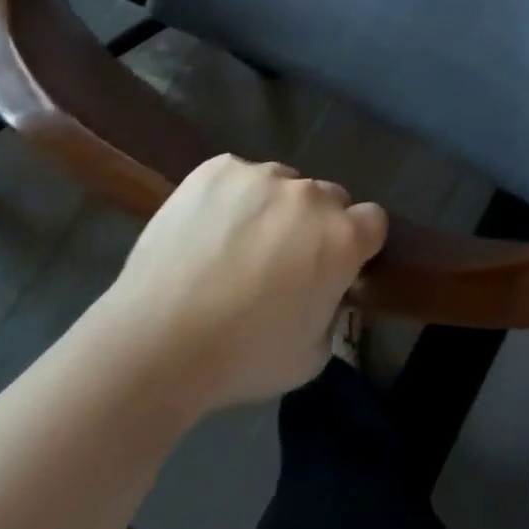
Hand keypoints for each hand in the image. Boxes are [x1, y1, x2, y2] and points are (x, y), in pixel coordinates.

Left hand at [108, 155, 386, 409]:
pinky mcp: (219, 168)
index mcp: (341, 238)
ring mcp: (262, 174)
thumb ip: (331, 310)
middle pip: (329, 198)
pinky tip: (205, 232)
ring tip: (233, 248)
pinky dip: (230, 198)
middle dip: (314, 225)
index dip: (359, 243)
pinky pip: (238, 176)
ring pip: (282, 184)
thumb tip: (324, 291)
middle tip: (281, 263)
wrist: (155, 343)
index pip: (374, 220)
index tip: (335, 266)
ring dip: (271, 209)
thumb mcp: (310, 356)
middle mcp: (309, 195)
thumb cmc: (240, 360)